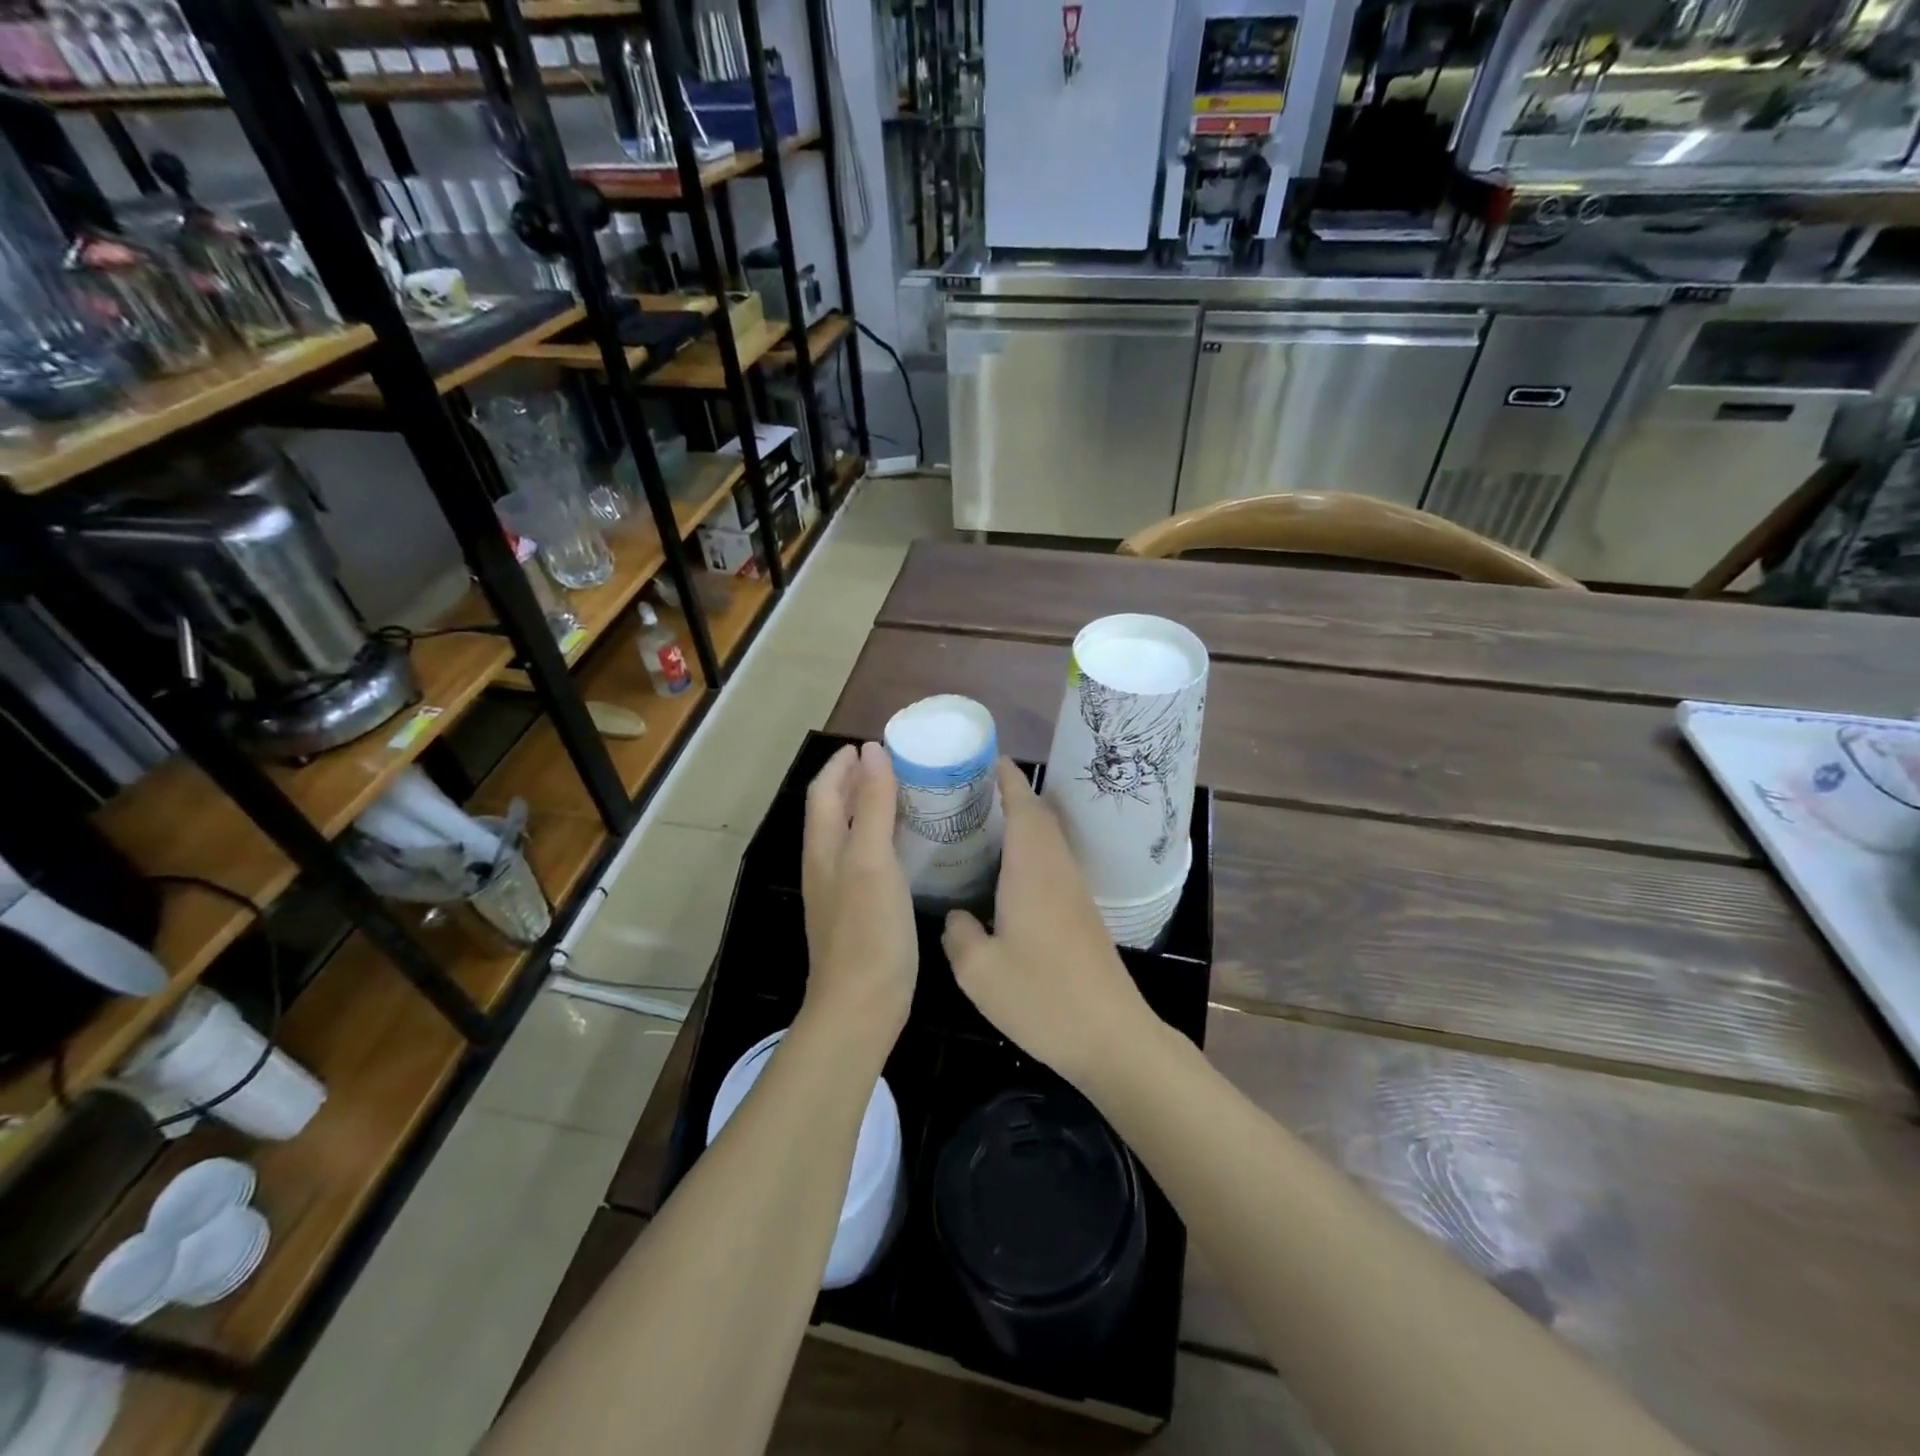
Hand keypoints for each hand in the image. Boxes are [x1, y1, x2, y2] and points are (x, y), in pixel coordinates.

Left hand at [801, 743, 916, 1047]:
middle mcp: (826, 863)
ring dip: (870, 808)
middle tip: (897, 765)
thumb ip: (872, 804)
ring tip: (908, 794)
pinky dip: (884, 838)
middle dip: (857, 781)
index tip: (874, 744)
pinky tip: (911, 845)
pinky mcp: (860, 910)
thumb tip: (871, 751)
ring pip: (851, 834)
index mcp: (824, 847)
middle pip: (835, 809)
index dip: (843, 764)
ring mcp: (841, 889)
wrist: (862, 1006)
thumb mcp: (872, 859)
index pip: (824, 790)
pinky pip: (868, 859)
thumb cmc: (868, 930)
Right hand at [942, 760, 1156, 1088]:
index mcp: (1033, 871)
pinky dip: (1030, 850)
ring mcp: (1074, 893)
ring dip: (1023, 821)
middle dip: (1012, 794)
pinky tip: (1006, 873)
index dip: (1008, 779)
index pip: (1024, 807)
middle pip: (1040, 817)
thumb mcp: (979, 970)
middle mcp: (1057, 871)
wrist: (1110, 1037)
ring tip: (983, 822)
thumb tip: (957, 917)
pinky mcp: (1081, 915)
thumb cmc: (1042, 998)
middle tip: (972, 789)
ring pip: (1048, 840)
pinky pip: (1052, 863)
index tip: (988, 757)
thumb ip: (959, 934)